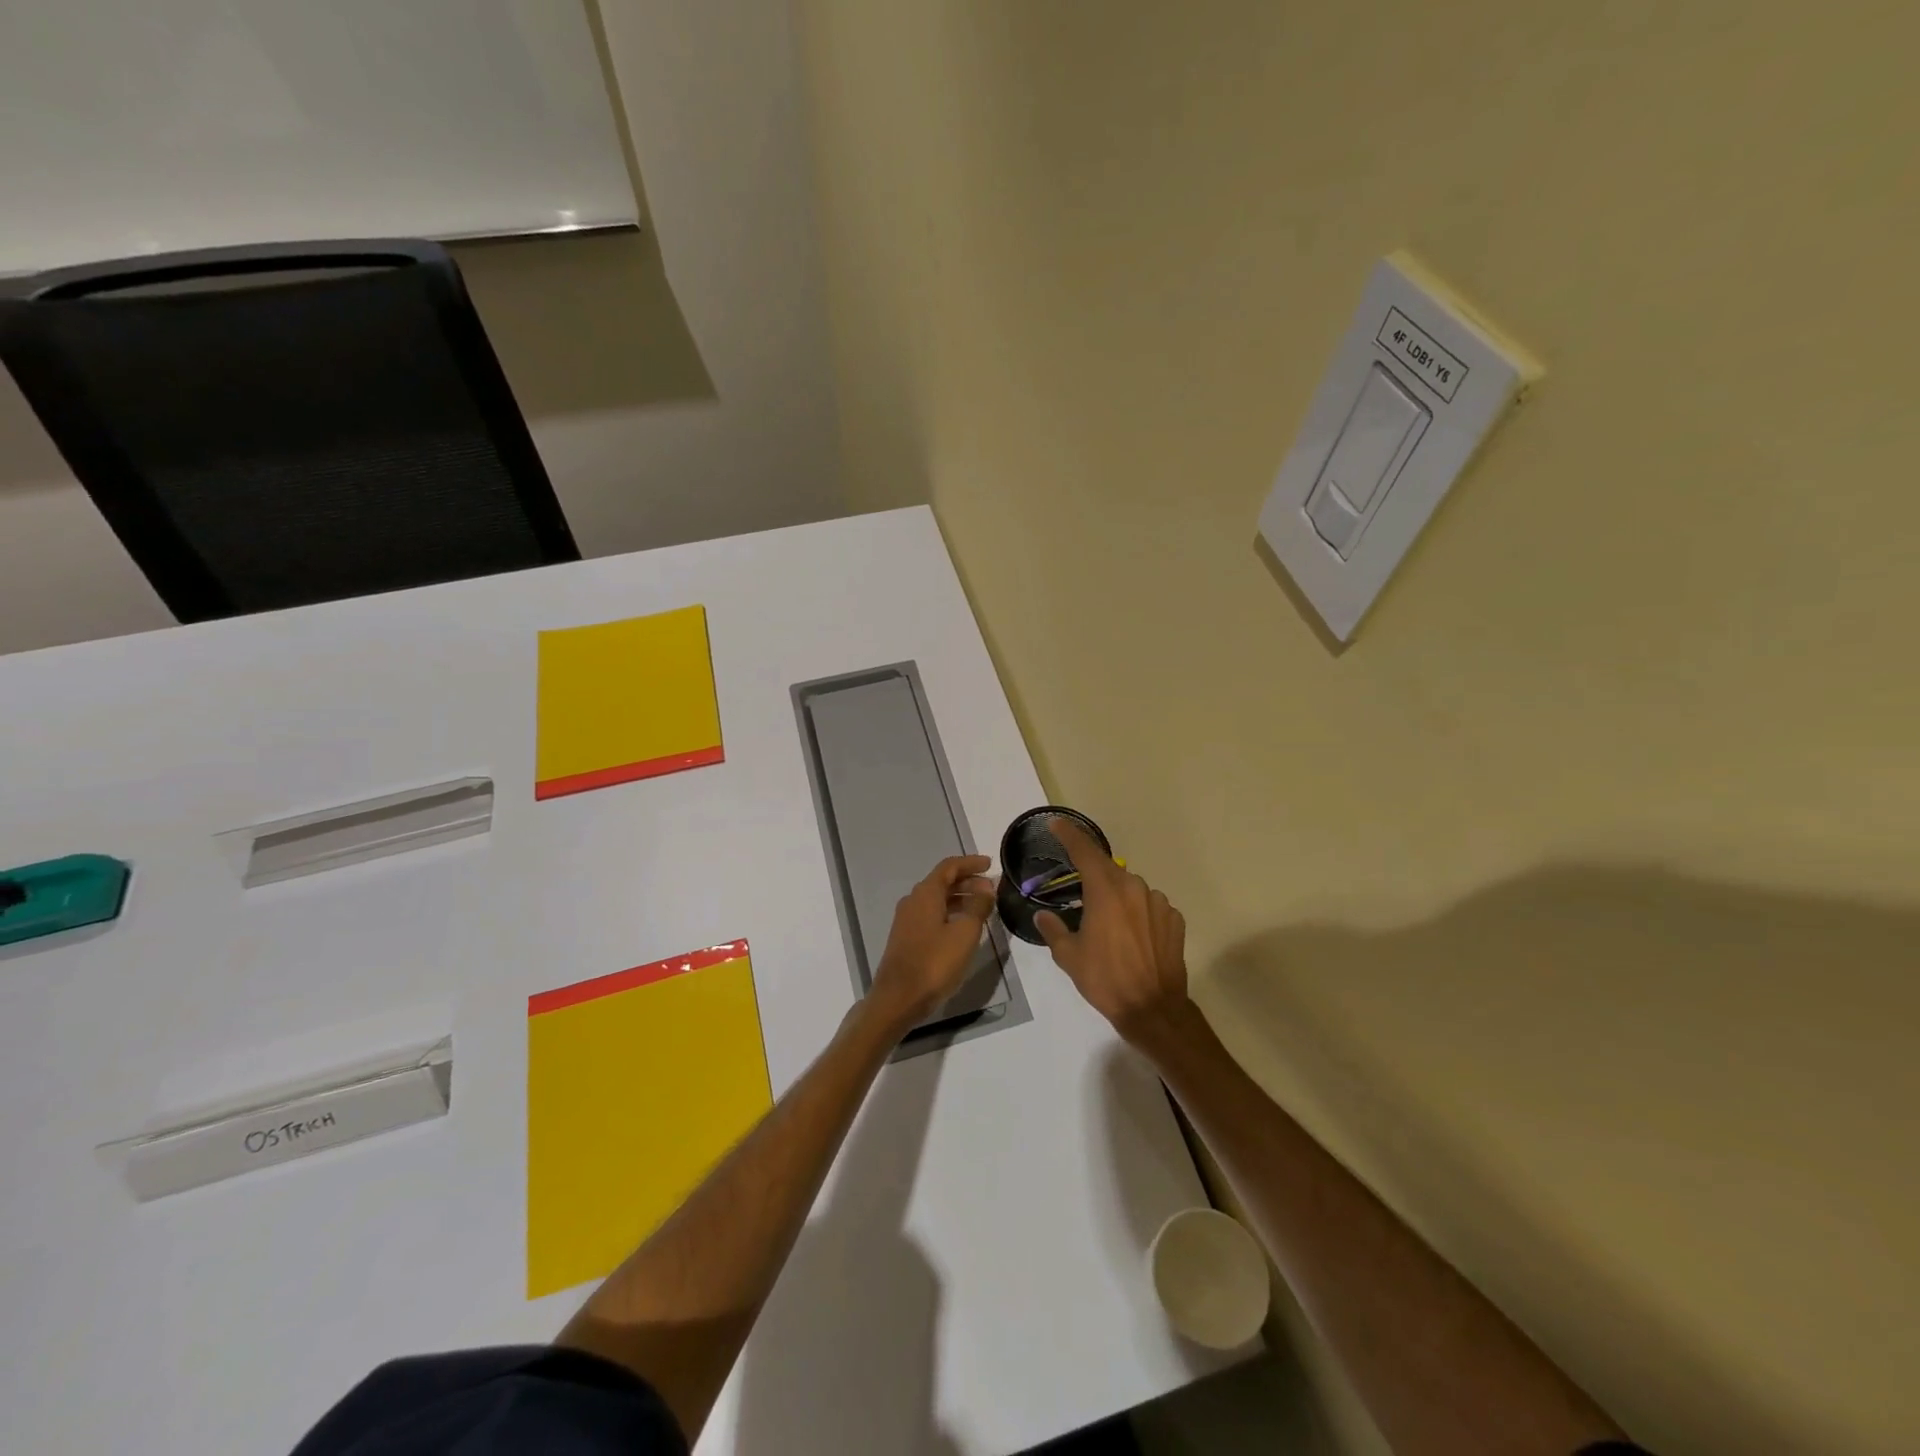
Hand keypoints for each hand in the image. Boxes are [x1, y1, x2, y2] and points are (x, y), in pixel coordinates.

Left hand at [868, 855, 996, 1032]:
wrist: (898, 998)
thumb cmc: (934, 963)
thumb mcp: (965, 934)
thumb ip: (978, 907)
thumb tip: (986, 888)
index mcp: (926, 894)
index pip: (949, 867)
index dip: (970, 863)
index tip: (990, 864)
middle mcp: (913, 901)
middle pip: (942, 882)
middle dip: (967, 881)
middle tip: (990, 888)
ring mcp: (907, 920)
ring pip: (937, 900)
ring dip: (959, 898)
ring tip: (982, 907)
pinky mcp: (906, 938)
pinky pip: (931, 915)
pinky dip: (949, 913)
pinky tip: (963, 927)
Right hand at [1034, 818, 1191, 1045]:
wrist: (1154, 1009)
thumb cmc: (1105, 980)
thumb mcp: (1069, 957)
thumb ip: (1053, 930)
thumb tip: (1043, 916)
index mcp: (1105, 891)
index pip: (1084, 851)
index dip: (1069, 834)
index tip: (1057, 823)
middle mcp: (1134, 888)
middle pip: (1108, 870)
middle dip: (1092, 876)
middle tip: (1079, 892)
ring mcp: (1158, 902)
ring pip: (1131, 889)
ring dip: (1117, 898)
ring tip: (1108, 925)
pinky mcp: (1175, 919)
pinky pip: (1150, 906)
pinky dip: (1138, 913)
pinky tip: (1132, 936)